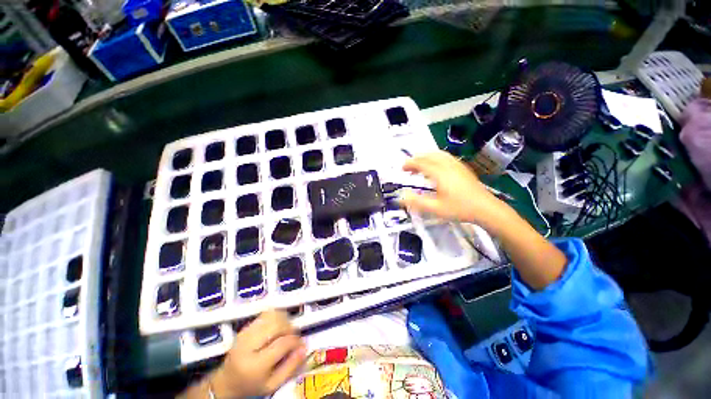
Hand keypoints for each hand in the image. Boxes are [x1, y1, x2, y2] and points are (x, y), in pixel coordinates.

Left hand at [210, 310, 306, 397]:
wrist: (227, 382)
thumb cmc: (251, 385)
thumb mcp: (272, 384)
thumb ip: (290, 367)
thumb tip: (304, 348)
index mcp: (255, 364)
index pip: (282, 343)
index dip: (295, 341)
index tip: (301, 345)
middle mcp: (248, 344)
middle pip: (277, 324)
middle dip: (290, 328)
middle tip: (294, 337)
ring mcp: (246, 333)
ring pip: (272, 315)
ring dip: (284, 320)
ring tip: (286, 332)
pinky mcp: (246, 327)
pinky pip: (266, 314)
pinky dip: (276, 317)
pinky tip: (277, 328)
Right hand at [398, 151, 507, 230]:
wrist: (485, 208)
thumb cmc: (459, 209)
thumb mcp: (435, 209)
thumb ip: (416, 202)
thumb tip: (401, 196)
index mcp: (440, 174)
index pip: (421, 163)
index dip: (410, 164)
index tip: (402, 168)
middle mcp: (448, 166)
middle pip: (429, 156)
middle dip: (416, 159)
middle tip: (408, 166)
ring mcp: (457, 165)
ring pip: (438, 154)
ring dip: (426, 156)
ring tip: (419, 163)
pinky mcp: (462, 168)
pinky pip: (446, 157)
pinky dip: (436, 157)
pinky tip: (435, 165)